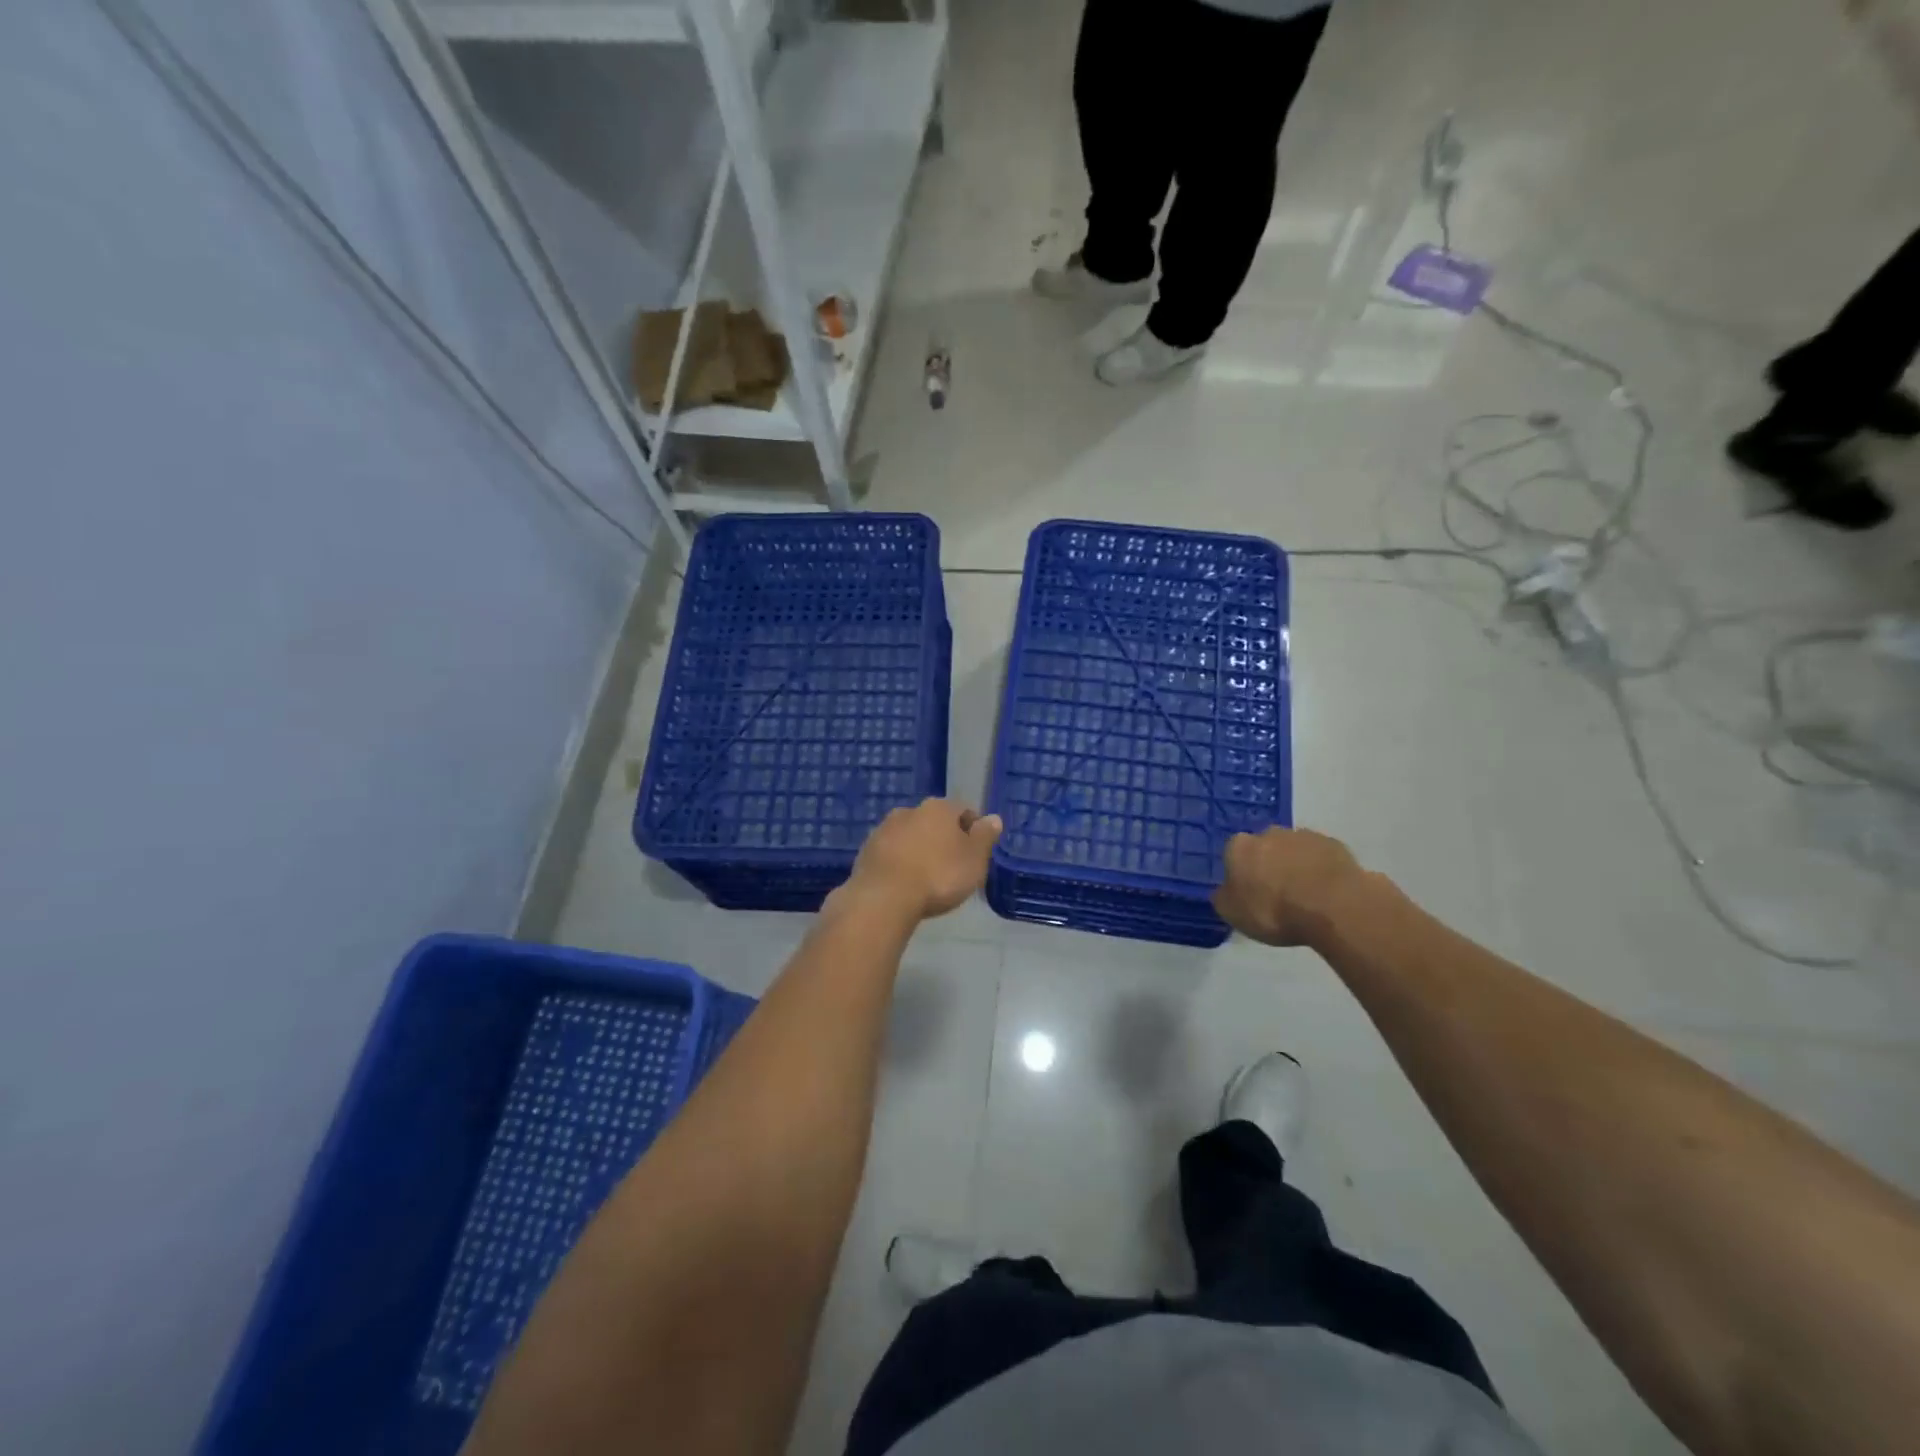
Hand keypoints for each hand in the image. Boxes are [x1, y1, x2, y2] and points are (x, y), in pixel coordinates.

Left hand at [841, 798, 1002, 920]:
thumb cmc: (938, 876)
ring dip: (919, 849)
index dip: (973, 830)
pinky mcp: (866, 850)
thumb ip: (985, 837)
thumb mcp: (974, 860)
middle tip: (952, 866)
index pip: (963, 810)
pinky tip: (905, 883)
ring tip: (927, 877)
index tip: (976, 853)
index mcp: (939, 808)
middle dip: (944, 839)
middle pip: (934, 821)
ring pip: (910, 835)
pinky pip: (891, 853)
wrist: (884, 897)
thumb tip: (993, 818)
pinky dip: (900, 862)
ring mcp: (884, 829)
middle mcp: (910, 810)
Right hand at [1213, 827, 1368, 946]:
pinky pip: (1321, 856)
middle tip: (1277, 894)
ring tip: (1305, 896)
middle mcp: (1268, 833)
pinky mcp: (1334, 844)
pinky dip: (1321, 869)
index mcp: (1239, 847)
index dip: (1240, 874)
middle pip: (1264, 848)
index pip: (1232, 854)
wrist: (1333, 907)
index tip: (1249, 894)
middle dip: (1268, 865)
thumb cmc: (1274, 911)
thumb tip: (1225, 890)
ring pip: (1294, 850)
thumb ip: (1224, 897)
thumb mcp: (1234, 914)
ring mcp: (1303, 836)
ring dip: (1295, 866)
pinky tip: (1326, 892)